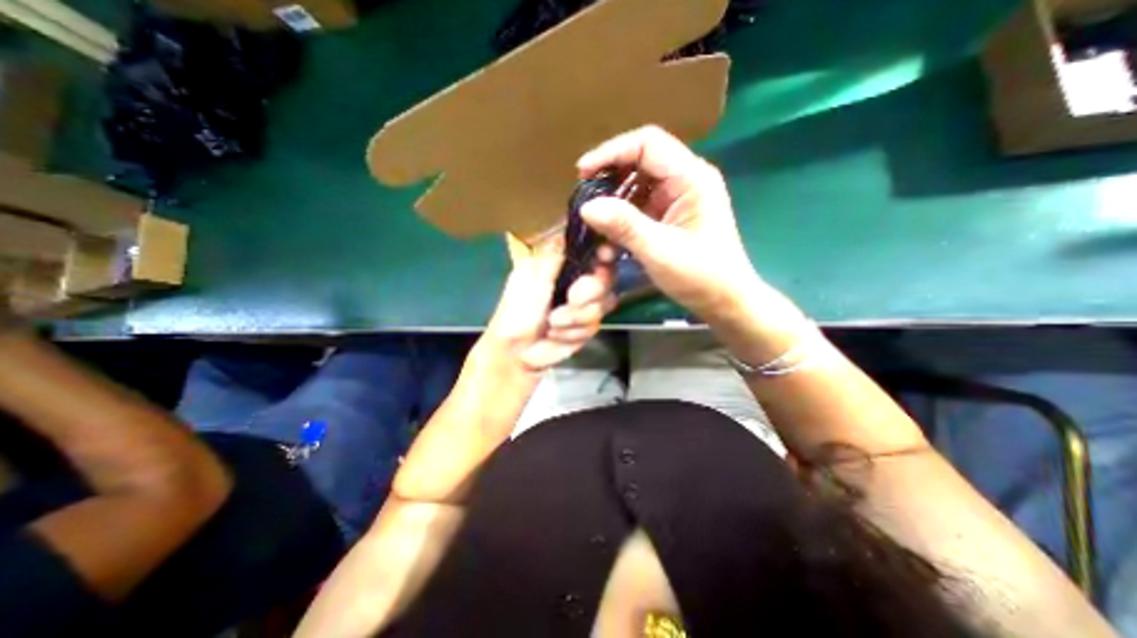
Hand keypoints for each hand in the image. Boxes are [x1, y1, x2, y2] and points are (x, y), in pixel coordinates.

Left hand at [484, 233, 618, 373]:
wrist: (517, 353)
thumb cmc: (518, 311)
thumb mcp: (532, 276)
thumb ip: (556, 254)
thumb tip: (572, 222)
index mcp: (561, 262)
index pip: (592, 248)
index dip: (604, 251)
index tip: (605, 257)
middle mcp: (577, 279)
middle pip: (607, 275)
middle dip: (590, 291)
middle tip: (571, 299)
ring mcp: (584, 303)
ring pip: (605, 302)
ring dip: (577, 317)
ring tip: (553, 324)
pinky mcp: (587, 324)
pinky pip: (596, 324)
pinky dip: (575, 332)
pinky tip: (557, 335)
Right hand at [580, 125, 761, 324]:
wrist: (725, 301)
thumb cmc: (701, 276)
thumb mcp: (660, 251)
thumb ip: (624, 226)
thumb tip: (586, 207)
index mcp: (692, 178)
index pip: (648, 144)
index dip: (612, 152)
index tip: (583, 173)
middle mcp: (686, 180)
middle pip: (640, 161)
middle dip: (609, 178)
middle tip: (585, 199)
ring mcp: (677, 199)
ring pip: (637, 186)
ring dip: (613, 203)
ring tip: (595, 226)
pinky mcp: (670, 216)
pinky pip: (640, 207)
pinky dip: (622, 220)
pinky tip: (609, 239)